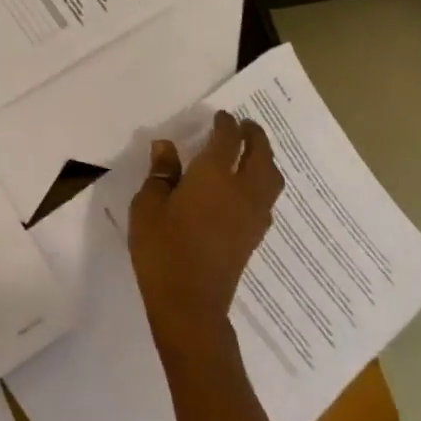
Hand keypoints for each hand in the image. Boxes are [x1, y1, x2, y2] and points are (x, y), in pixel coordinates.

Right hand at [129, 110, 284, 361]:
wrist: (190, 304)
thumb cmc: (162, 250)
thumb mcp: (148, 206)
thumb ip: (161, 173)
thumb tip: (166, 146)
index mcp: (215, 174)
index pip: (228, 138)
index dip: (226, 123)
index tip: (220, 116)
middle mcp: (242, 188)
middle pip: (260, 153)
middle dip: (255, 135)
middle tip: (246, 126)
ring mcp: (254, 213)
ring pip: (271, 176)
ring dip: (265, 158)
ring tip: (253, 153)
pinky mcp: (256, 234)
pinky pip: (268, 198)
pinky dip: (263, 183)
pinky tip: (248, 189)